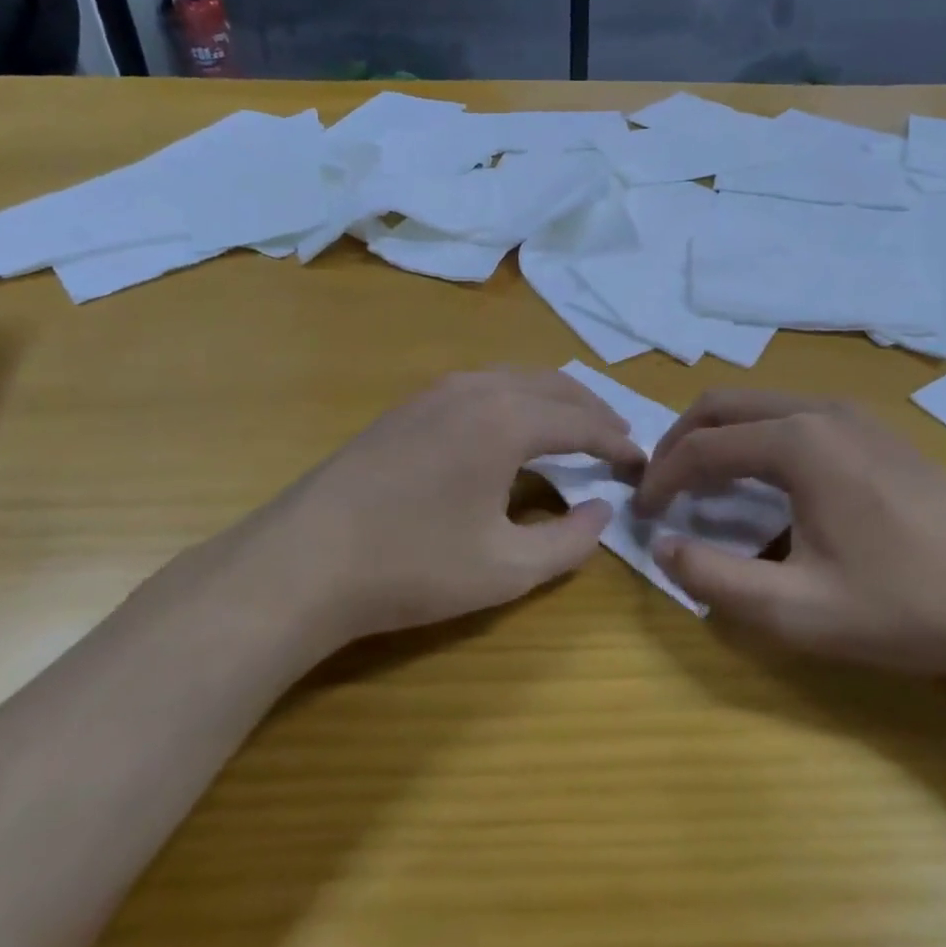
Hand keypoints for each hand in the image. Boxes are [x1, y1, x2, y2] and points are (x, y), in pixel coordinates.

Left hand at [251, 369, 644, 647]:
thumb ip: (569, 541)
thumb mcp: (507, 568)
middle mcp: (477, 388)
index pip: (582, 422)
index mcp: (507, 419)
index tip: (643, 464)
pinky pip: (484, 386)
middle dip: (592, 410)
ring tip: (575, 431)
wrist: (302, 561)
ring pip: (516, 378)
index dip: (618, 443)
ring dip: (554, 400)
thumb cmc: (412, 566)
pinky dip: (517, 400)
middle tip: (618, 441)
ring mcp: (437, 391)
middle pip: (554, 385)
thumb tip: (602, 511)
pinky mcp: (409, 405)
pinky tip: (513, 430)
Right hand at [635, 392, 945, 676]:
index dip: (662, 478)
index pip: (702, 446)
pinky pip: (794, 416)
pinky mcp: (876, 432)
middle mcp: (820, 410)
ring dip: (720, 436)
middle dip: (681, 441)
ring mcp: (853, 415)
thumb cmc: (907, 606)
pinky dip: (758, 439)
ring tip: (703, 485)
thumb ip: (717, 581)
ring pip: (760, 405)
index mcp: (798, 441)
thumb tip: (664, 548)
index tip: (641, 512)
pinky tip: (767, 485)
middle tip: (661, 486)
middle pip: (724, 405)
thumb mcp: (799, 611)